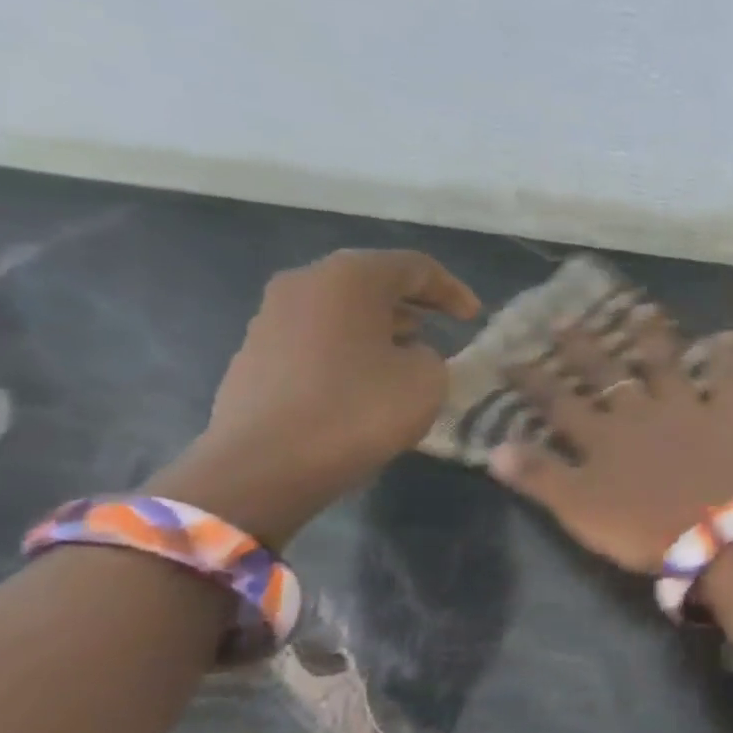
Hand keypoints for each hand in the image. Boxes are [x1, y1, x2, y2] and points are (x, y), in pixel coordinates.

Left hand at [147, 249, 478, 546]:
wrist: (265, 465)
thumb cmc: (358, 410)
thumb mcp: (426, 380)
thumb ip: (431, 355)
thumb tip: (409, 355)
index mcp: (349, 277)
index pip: (414, 266)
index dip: (452, 290)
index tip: (475, 319)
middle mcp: (304, 284)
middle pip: (372, 282)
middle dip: (413, 304)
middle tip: (444, 327)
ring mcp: (272, 318)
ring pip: (342, 310)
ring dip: (381, 327)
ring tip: (411, 353)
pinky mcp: (256, 355)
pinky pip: (319, 338)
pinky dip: (352, 349)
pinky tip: (370, 380)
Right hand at [490, 306, 732, 571]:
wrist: (713, 533)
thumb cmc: (642, 527)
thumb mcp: (578, 509)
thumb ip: (539, 476)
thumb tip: (494, 447)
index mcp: (602, 436)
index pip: (558, 402)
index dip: (534, 381)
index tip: (511, 357)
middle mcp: (639, 411)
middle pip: (606, 374)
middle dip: (583, 348)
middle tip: (565, 319)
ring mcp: (685, 409)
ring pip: (665, 365)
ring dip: (653, 338)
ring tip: (644, 309)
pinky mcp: (726, 417)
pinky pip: (729, 381)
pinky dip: (729, 359)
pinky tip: (732, 336)